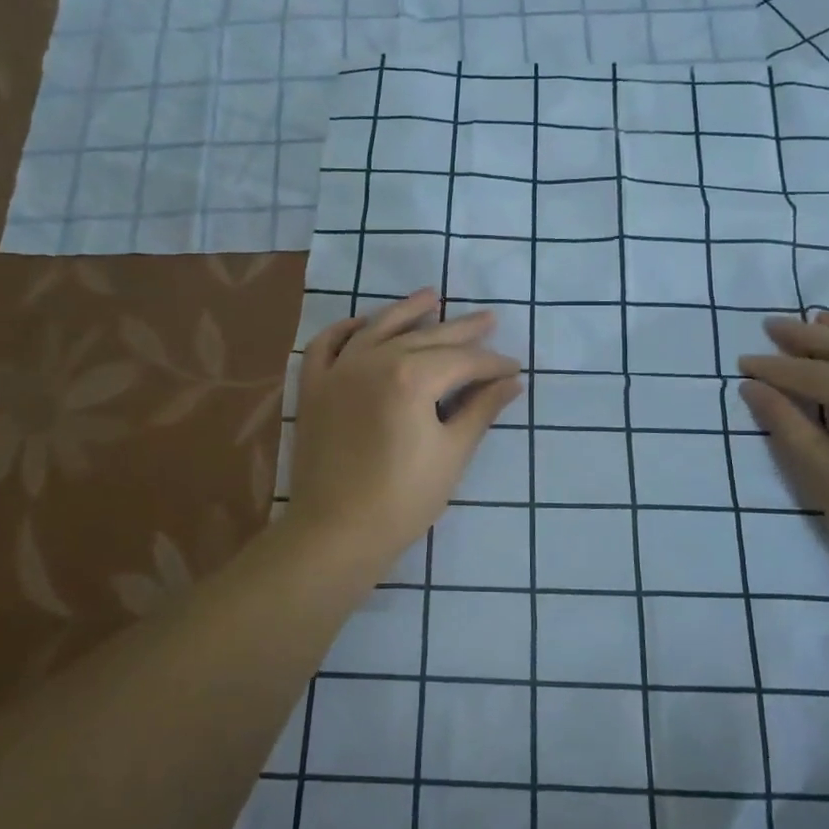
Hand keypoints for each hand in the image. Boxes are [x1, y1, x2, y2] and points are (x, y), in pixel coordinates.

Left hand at [285, 289, 522, 578]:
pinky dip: (346, 330)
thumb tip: (512, 382)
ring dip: (407, 311)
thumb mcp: (452, 453)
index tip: (514, 367)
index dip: (492, 363)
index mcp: (410, 377)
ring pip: (377, 329)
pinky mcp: (313, 389)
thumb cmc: (403, 499)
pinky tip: (364, 323)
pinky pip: (326, 345)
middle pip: (425, 337)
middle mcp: (372, 361)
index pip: (462, 361)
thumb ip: (481, 410)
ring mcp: (337, 372)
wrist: (336, 533)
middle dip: (462, 331)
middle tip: (489, 319)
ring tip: (432, 296)